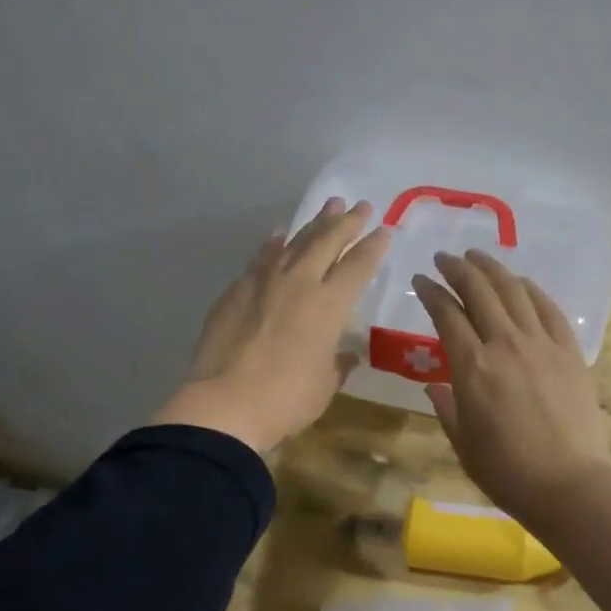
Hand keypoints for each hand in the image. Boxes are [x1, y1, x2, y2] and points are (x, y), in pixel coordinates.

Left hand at [151, 198, 389, 454]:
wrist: (225, 404)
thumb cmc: (286, 399)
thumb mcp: (324, 385)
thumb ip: (337, 364)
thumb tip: (345, 355)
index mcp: (330, 306)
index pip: (358, 266)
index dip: (374, 246)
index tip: (385, 229)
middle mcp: (300, 283)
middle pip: (327, 242)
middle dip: (347, 222)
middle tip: (362, 206)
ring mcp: (264, 283)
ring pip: (295, 242)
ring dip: (314, 223)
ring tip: (329, 206)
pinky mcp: (236, 291)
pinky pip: (261, 258)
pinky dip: (273, 244)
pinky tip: (279, 234)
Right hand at [412, 250, 610, 523]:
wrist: (570, 484)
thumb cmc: (507, 471)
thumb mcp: (463, 443)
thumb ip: (446, 408)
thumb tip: (435, 387)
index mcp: (472, 367)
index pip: (446, 314)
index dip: (431, 292)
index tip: (421, 280)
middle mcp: (505, 344)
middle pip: (479, 291)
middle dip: (458, 268)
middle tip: (445, 258)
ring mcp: (541, 344)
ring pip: (514, 291)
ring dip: (493, 268)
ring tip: (478, 256)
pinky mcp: (570, 351)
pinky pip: (549, 309)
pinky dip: (532, 290)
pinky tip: (521, 283)